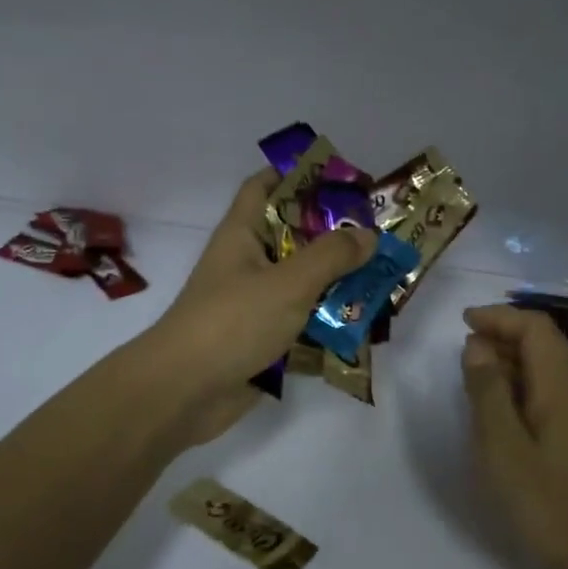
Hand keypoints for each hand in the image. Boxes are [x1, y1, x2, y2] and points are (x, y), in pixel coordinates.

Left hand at [138, 170, 374, 445]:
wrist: (184, 393)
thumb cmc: (232, 323)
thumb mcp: (287, 282)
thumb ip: (331, 256)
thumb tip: (368, 235)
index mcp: (242, 235)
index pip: (265, 187)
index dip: (298, 175)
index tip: (342, 181)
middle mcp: (248, 264)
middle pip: (294, 237)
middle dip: (335, 236)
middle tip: (380, 235)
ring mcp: (254, 304)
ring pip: (302, 283)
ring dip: (338, 283)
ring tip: (383, 280)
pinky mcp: (263, 340)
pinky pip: (302, 322)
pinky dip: (328, 322)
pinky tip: (363, 324)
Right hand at [461, 305, 567, 568]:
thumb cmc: (542, 503)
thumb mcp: (502, 446)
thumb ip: (488, 391)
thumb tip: (478, 345)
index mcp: (561, 387)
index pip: (536, 328)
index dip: (500, 318)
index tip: (463, 323)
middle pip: (544, 343)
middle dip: (503, 335)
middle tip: (462, 349)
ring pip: (546, 368)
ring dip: (510, 360)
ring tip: (472, 373)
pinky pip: (547, 392)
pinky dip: (519, 386)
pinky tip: (497, 407)